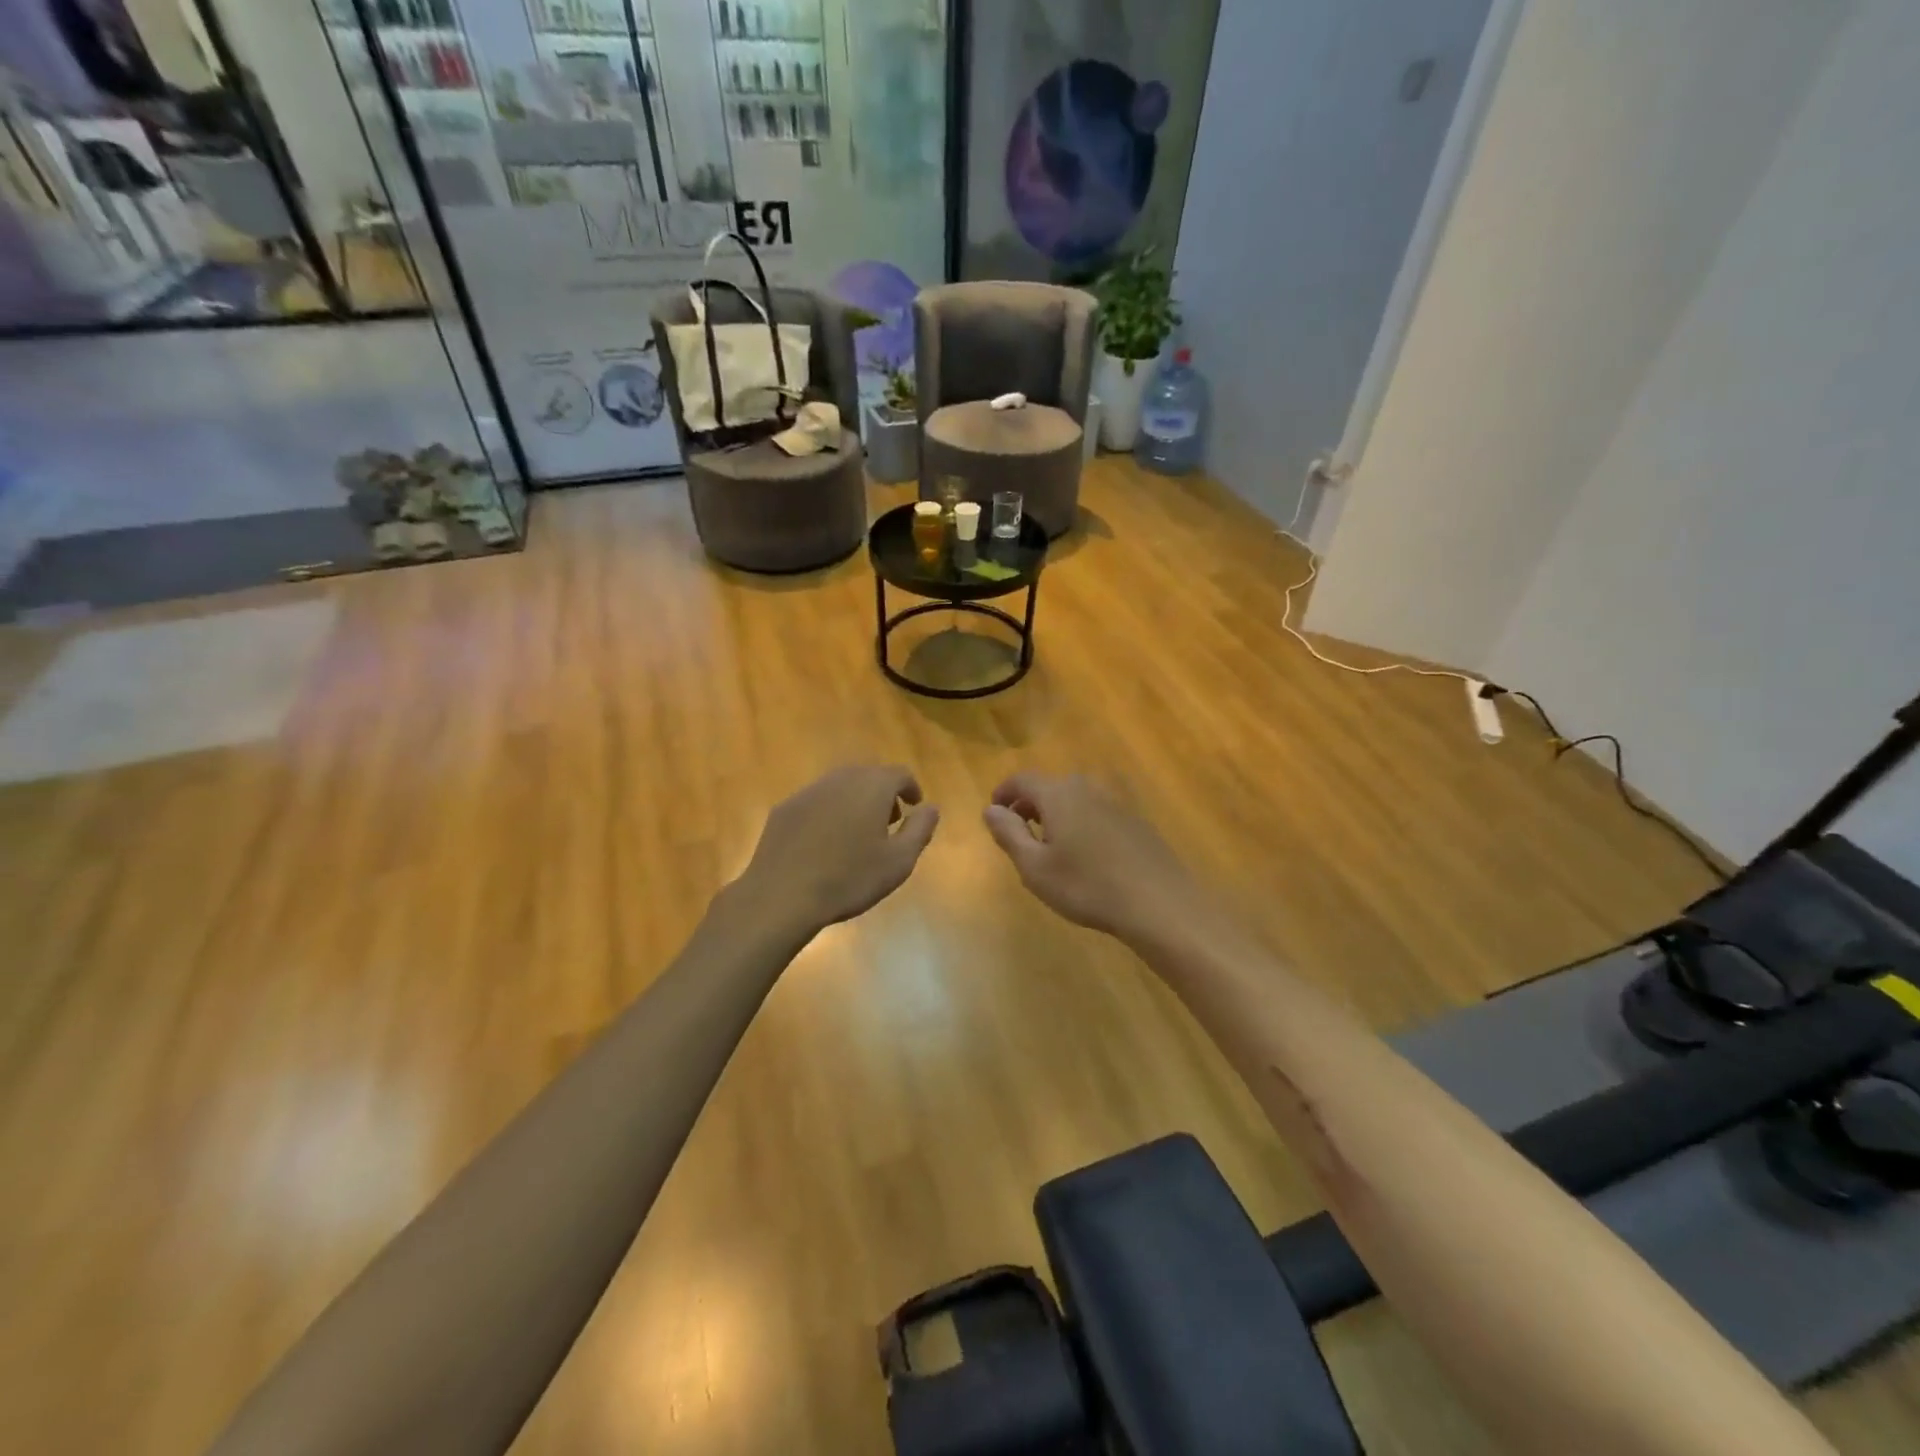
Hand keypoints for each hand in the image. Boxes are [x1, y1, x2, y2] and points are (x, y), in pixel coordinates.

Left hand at [739, 766, 939, 934]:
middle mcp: (841, 778)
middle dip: (883, 792)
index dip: (911, 788)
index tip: (914, 806)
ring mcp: (809, 791)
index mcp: (872, 786)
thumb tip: (931, 808)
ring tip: (858, 832)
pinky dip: (829, 811)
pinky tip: (825, 842)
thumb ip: (920, 829)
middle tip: (889, 821)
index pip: (899, 774)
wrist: (782, 894)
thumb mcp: (899, 861)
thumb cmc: (849, 878)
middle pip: (868, 774)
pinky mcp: (785, 808)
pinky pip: (816, 801)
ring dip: (855, 800)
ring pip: (840, 785)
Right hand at [982, 772, 1196, 942]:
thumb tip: (990, 809)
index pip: (1022, 780)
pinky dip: (1081, 824)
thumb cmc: (1087, 887)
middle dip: (1029, 805)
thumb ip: (1009, 834)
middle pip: (1050, 787)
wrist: (1159, 904)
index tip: (993, 812)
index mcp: (1058, 794)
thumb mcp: (1035, 867)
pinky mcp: (1136, 821)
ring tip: (1050, 846)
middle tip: (1018, 832)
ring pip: (1075, 800)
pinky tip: (1086, 856)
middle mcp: (1087, 788)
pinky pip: (1097, 813)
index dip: (1004, 793)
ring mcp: (1116, 803)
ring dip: (1056, 815)